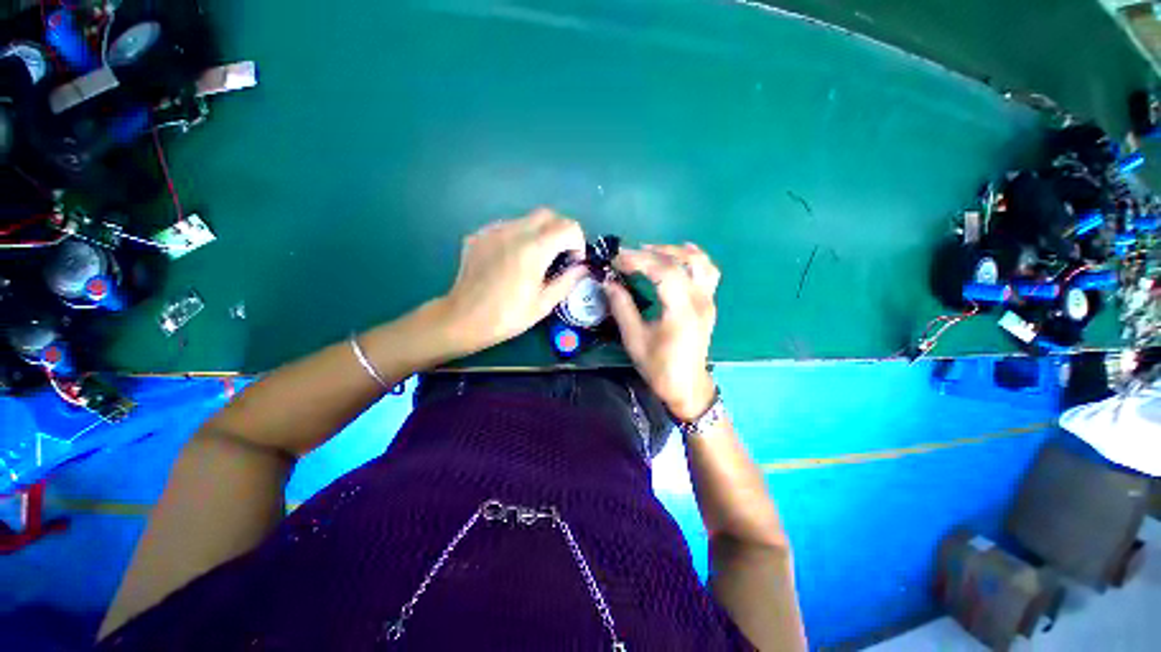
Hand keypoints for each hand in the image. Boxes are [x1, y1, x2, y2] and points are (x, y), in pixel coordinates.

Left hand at [438, 208, 588, 354]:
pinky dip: (519, 237)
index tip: (573, 261)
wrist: (463, 319)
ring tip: (535, 259)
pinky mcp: (480, 235)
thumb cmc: (508, 316)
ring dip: (540, 233)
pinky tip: (513, 259)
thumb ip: (567, 281)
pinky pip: (507, 227)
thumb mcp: (544, 304)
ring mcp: (494, 230)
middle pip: (548, 215)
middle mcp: (514, 231)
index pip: (568, 227)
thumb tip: (583, 268)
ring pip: (527, 219)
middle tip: (560, 255)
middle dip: (561, 231)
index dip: (578, 242)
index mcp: (534, 249)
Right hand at [605, 243, 719, 420]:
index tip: (616, 260)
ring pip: (700, 262)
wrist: (687, 386)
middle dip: (652, 253)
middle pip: (681, 262)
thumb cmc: (659, 367)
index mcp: (682, 311)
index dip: (638, 261)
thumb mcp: (634, 339)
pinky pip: (707, 272)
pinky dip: (693, 258)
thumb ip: (622, 307)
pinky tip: (679, 255)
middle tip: (628, 255)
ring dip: (675, 251)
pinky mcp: (709, 303)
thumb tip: (608, 283)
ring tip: (651, 251)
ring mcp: (708, 300)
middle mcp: (700, 300)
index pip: (663, 272)